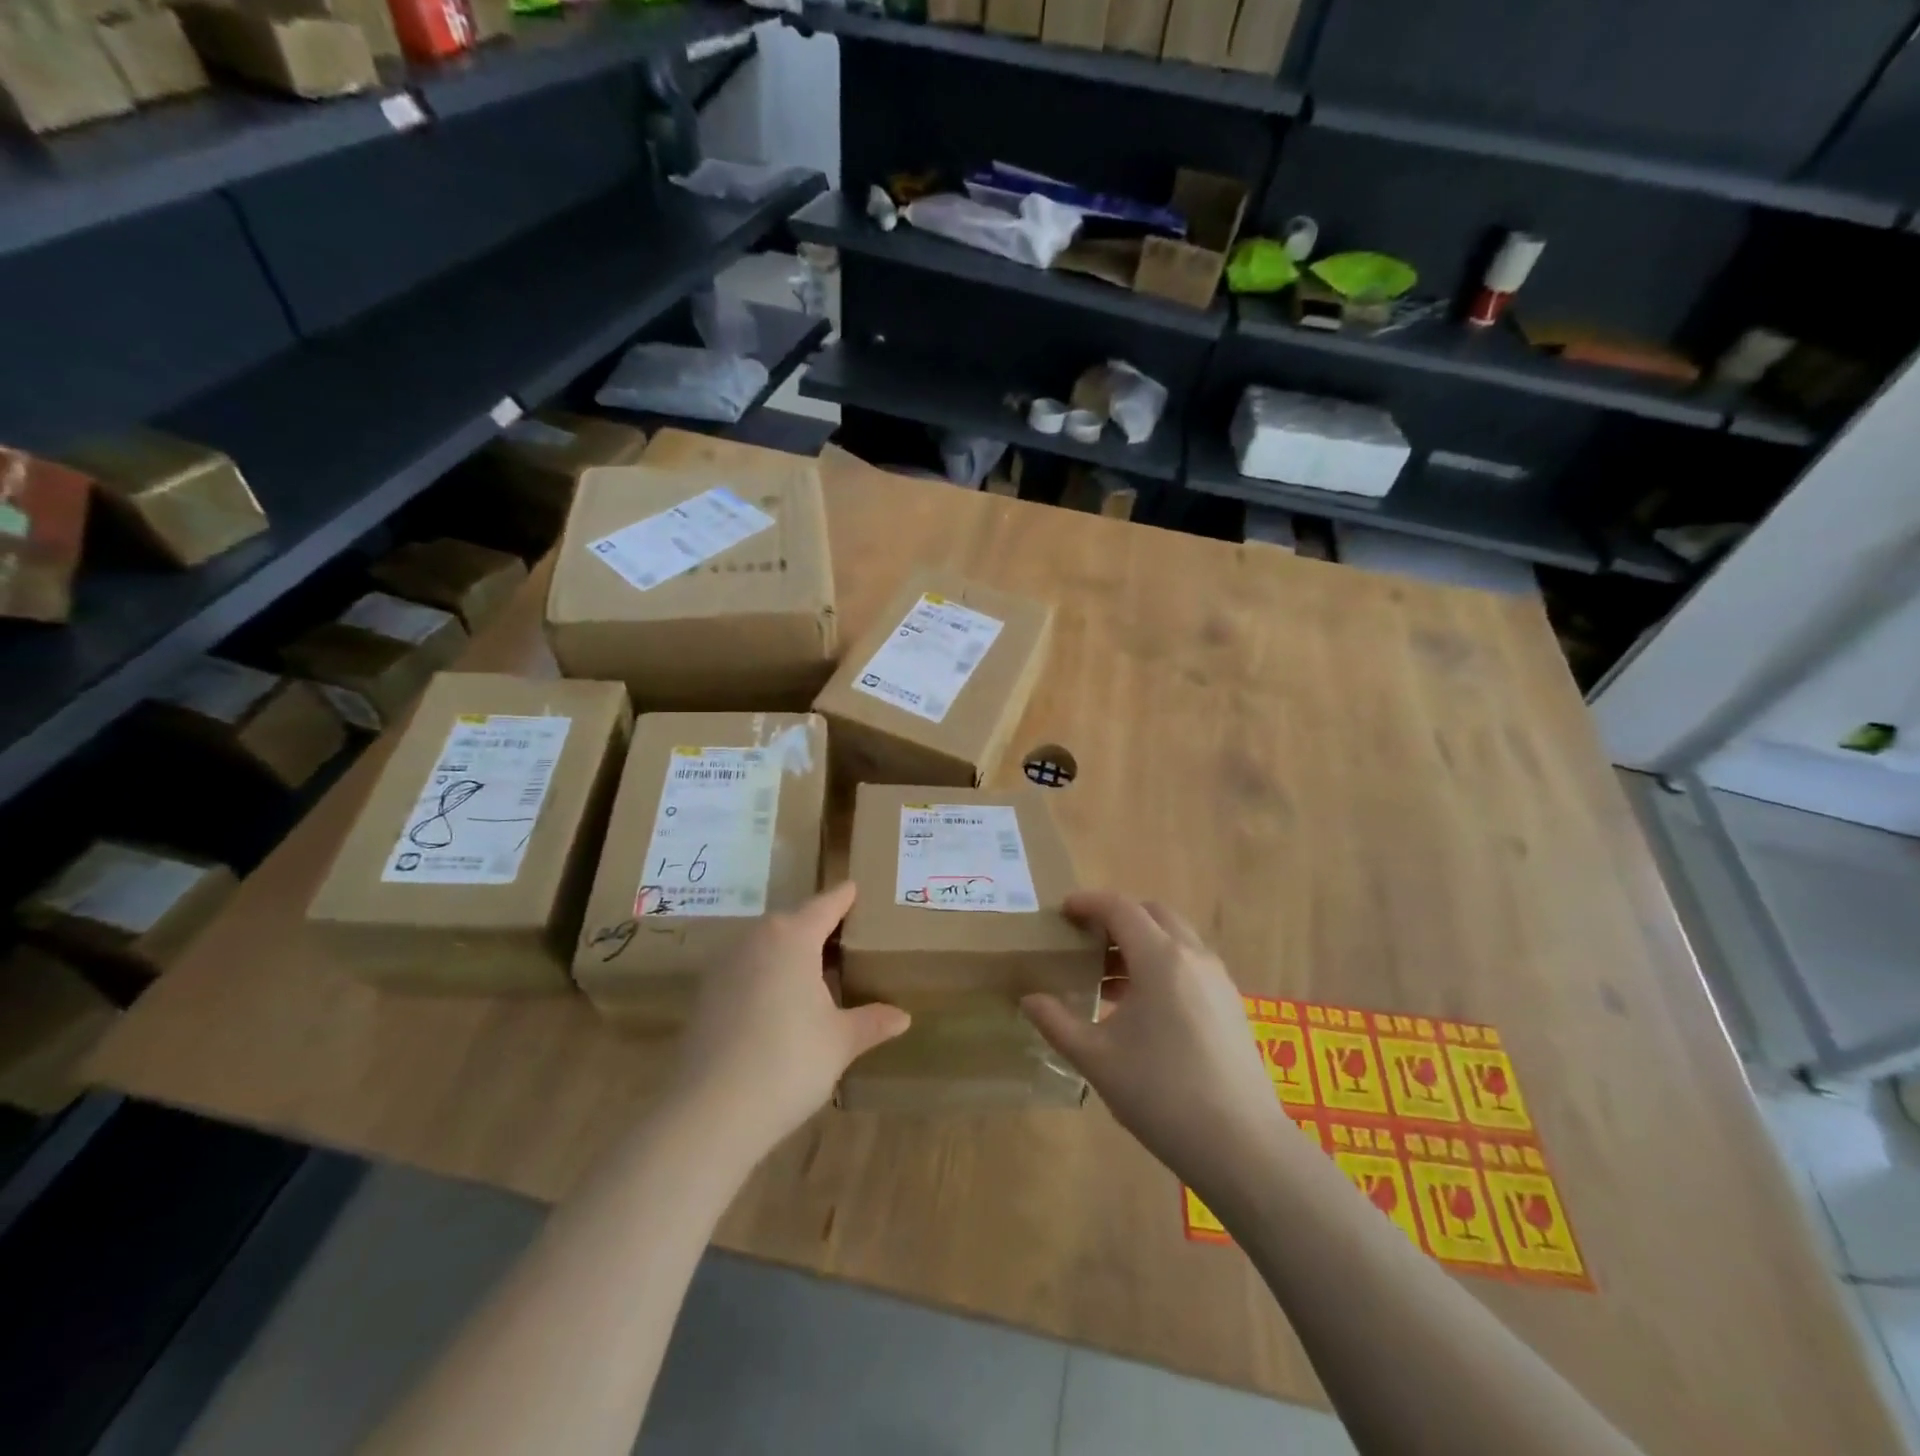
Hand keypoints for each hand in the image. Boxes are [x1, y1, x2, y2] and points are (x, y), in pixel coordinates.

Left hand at [670, 882, 908, 1160]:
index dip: (844, 897)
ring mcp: (724, 966)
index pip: (825, 905)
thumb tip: (902, 1017)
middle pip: (792, 921)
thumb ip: (872, 1022)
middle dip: (817, 926)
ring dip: (789, 951)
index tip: (856, 888)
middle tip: (845, 937)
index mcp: (793, 937)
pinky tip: (780, 1002)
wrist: (710, 1112)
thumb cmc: (788, 1062)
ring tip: (816, 970)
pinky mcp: (706, 995)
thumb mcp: (840, 1041)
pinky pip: (746, 969)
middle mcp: (756, 939)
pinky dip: (766, 975)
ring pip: (766, 945)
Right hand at [1021, 891, 1290, 1203]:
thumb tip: (1029, 1000)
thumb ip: (1057, 1023)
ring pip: (1175, 939)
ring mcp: (1218, 980)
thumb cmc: (1161, 1094)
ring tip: (1108, 980)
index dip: (1088, 903)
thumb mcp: (1096, 1059)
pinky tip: (1143, 1008)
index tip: (1062, 912)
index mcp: (1159, 958)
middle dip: (1117, 918)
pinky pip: (1191, 964)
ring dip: (1141, 943)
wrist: (1242, 1146)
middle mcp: (1193, 956)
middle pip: (1152, 914)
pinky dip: (1163, 965)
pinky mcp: (1231, 1005)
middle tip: (1086, 942)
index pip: (1120, 908)